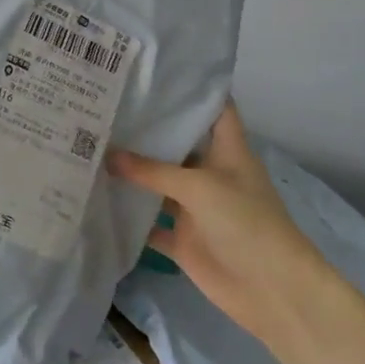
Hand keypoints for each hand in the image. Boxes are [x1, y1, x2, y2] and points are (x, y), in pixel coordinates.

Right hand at [109, 100, 334, 352]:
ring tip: (91, 143)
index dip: (191, 88)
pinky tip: (96, 197)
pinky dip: (129, 215)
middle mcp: (210, 173)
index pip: (213, 107)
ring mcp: (195, 207)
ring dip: (132, 171)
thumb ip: (152, 170)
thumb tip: (106, 154)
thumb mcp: (199, 186)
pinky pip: (150, 223)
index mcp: (227, 150)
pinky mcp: (183, 239)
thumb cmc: (246, 223)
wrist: (273, 292)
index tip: (154, 71)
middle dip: (146, 128)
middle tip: (105, 104)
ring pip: (158, 183)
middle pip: (176, 144)